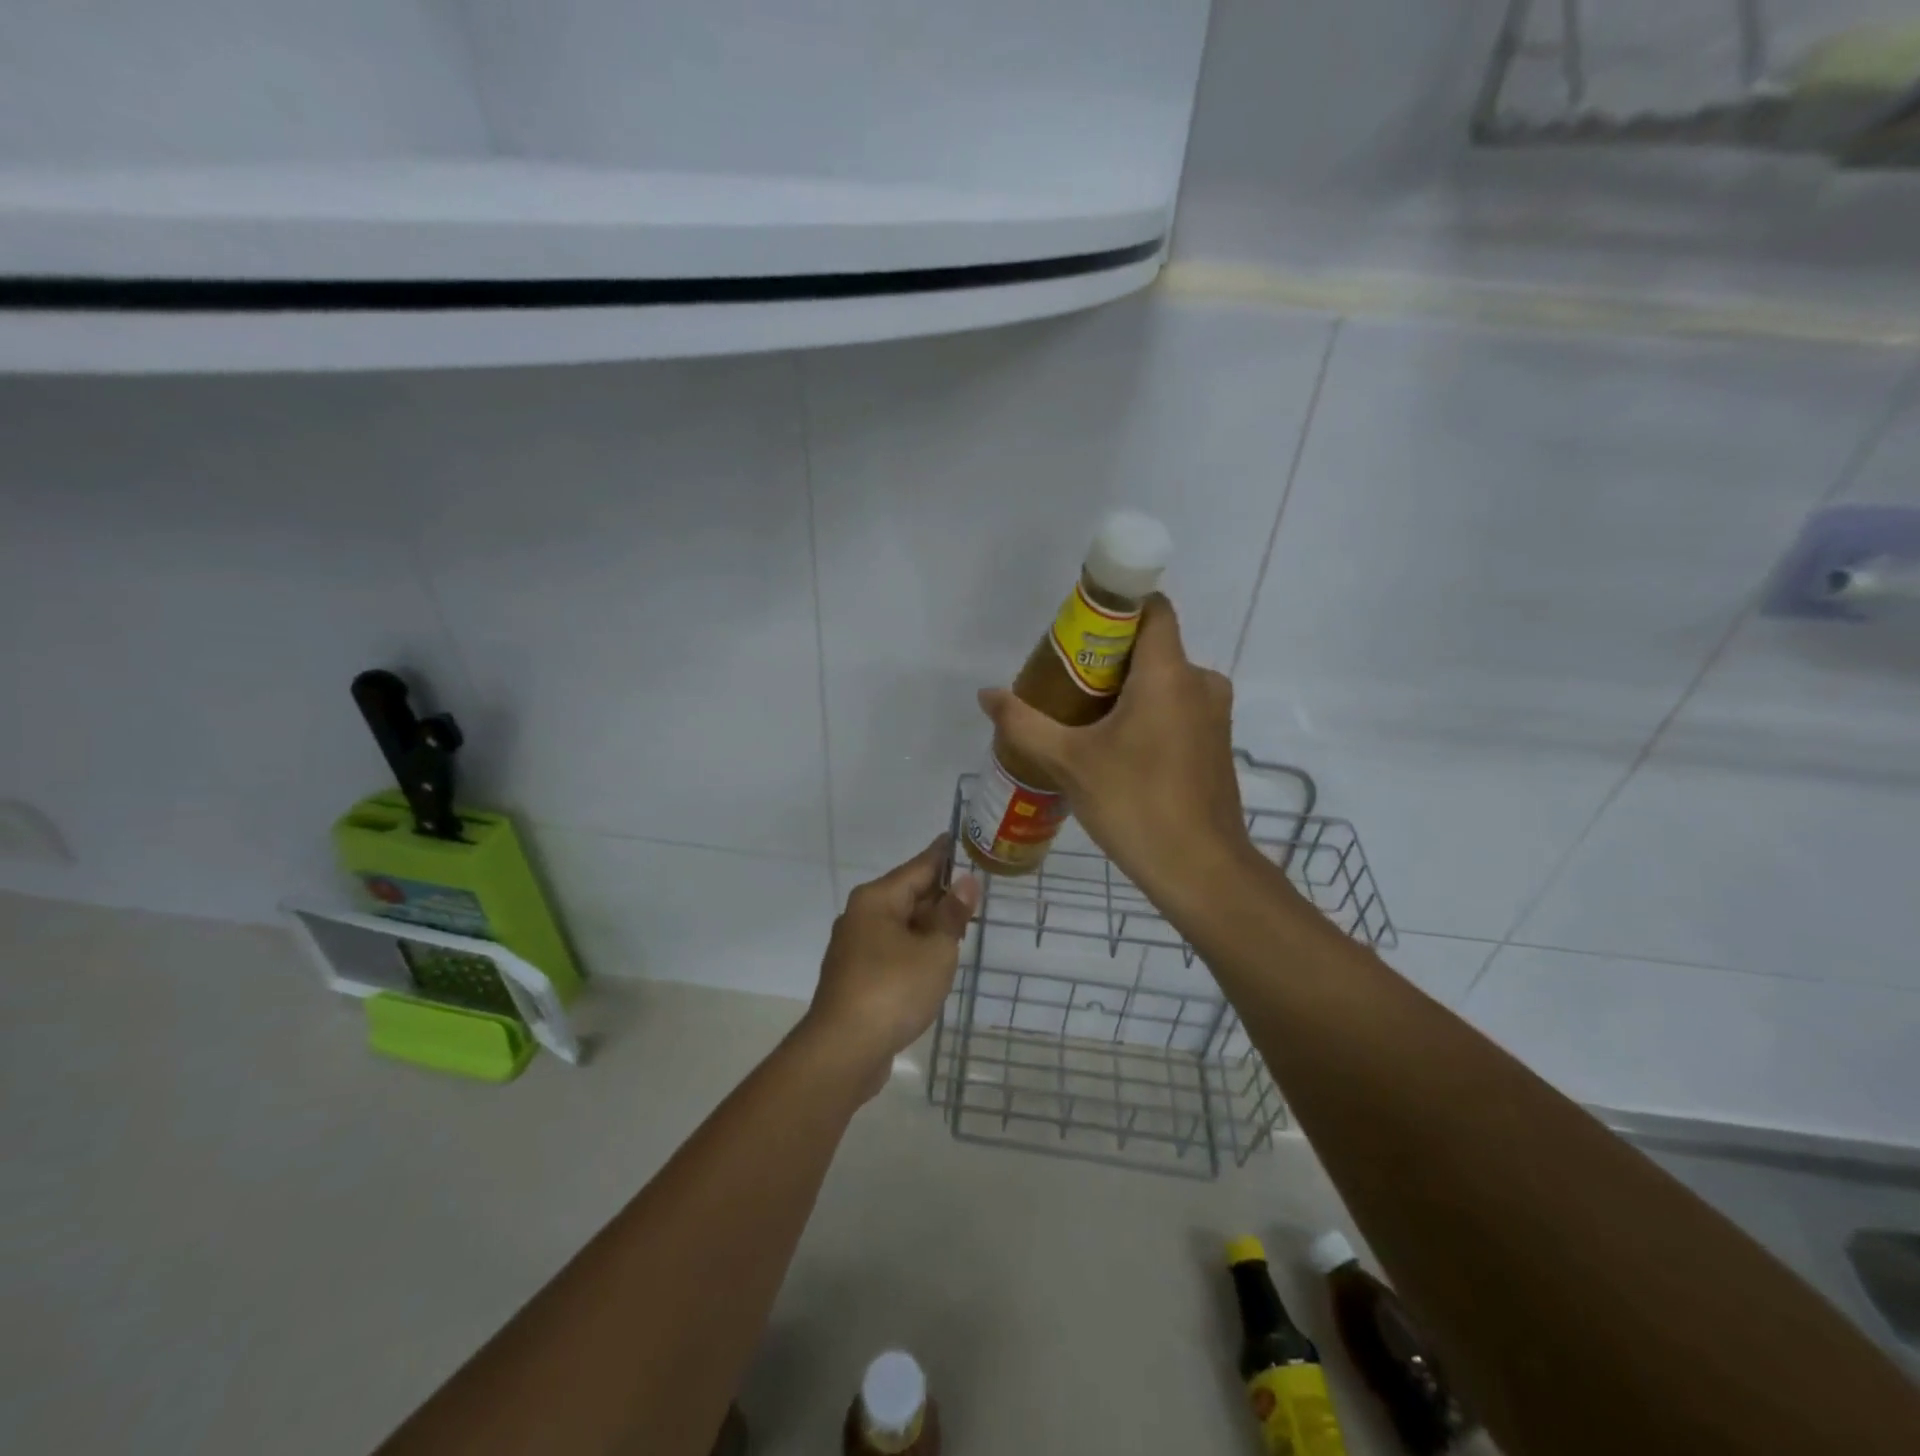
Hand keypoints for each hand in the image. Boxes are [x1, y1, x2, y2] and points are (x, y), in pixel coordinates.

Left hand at [798, 837, 979, 1097]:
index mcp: (877, 899)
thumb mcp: (935, 950)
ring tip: (961, 925)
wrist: (844, 1050)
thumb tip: (965, 882)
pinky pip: (892, 949)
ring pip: (900, 924)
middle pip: (907, 894)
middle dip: (939, 894)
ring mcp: (855, 947)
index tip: (958, 837)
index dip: (942, 855)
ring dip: (928, 925)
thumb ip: (952, 915)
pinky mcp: (855, 976)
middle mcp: (861, 915)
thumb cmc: (893, 990)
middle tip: (973, 891)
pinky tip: (934, 960)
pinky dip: (915, 948)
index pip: (918, 866)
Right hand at [976, 594, 1251, 910]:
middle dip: (1107, 658)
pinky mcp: (1215, 745)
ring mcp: (1214, 716)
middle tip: (1063, 684)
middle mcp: (1201, 683)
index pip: (1152, 609)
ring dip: (1126, 691)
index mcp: (1169, 674)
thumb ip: (1024, 724)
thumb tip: (987, 695)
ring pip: (1164, 682)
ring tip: (1081, 719)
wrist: (1200, 870)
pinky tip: (1115, 749)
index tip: (1077, 632)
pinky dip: (1147, 715)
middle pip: (1151, 647)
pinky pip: (1177, 709)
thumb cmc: (1135, 804)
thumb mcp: (1069, 762)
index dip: (1115, 609)